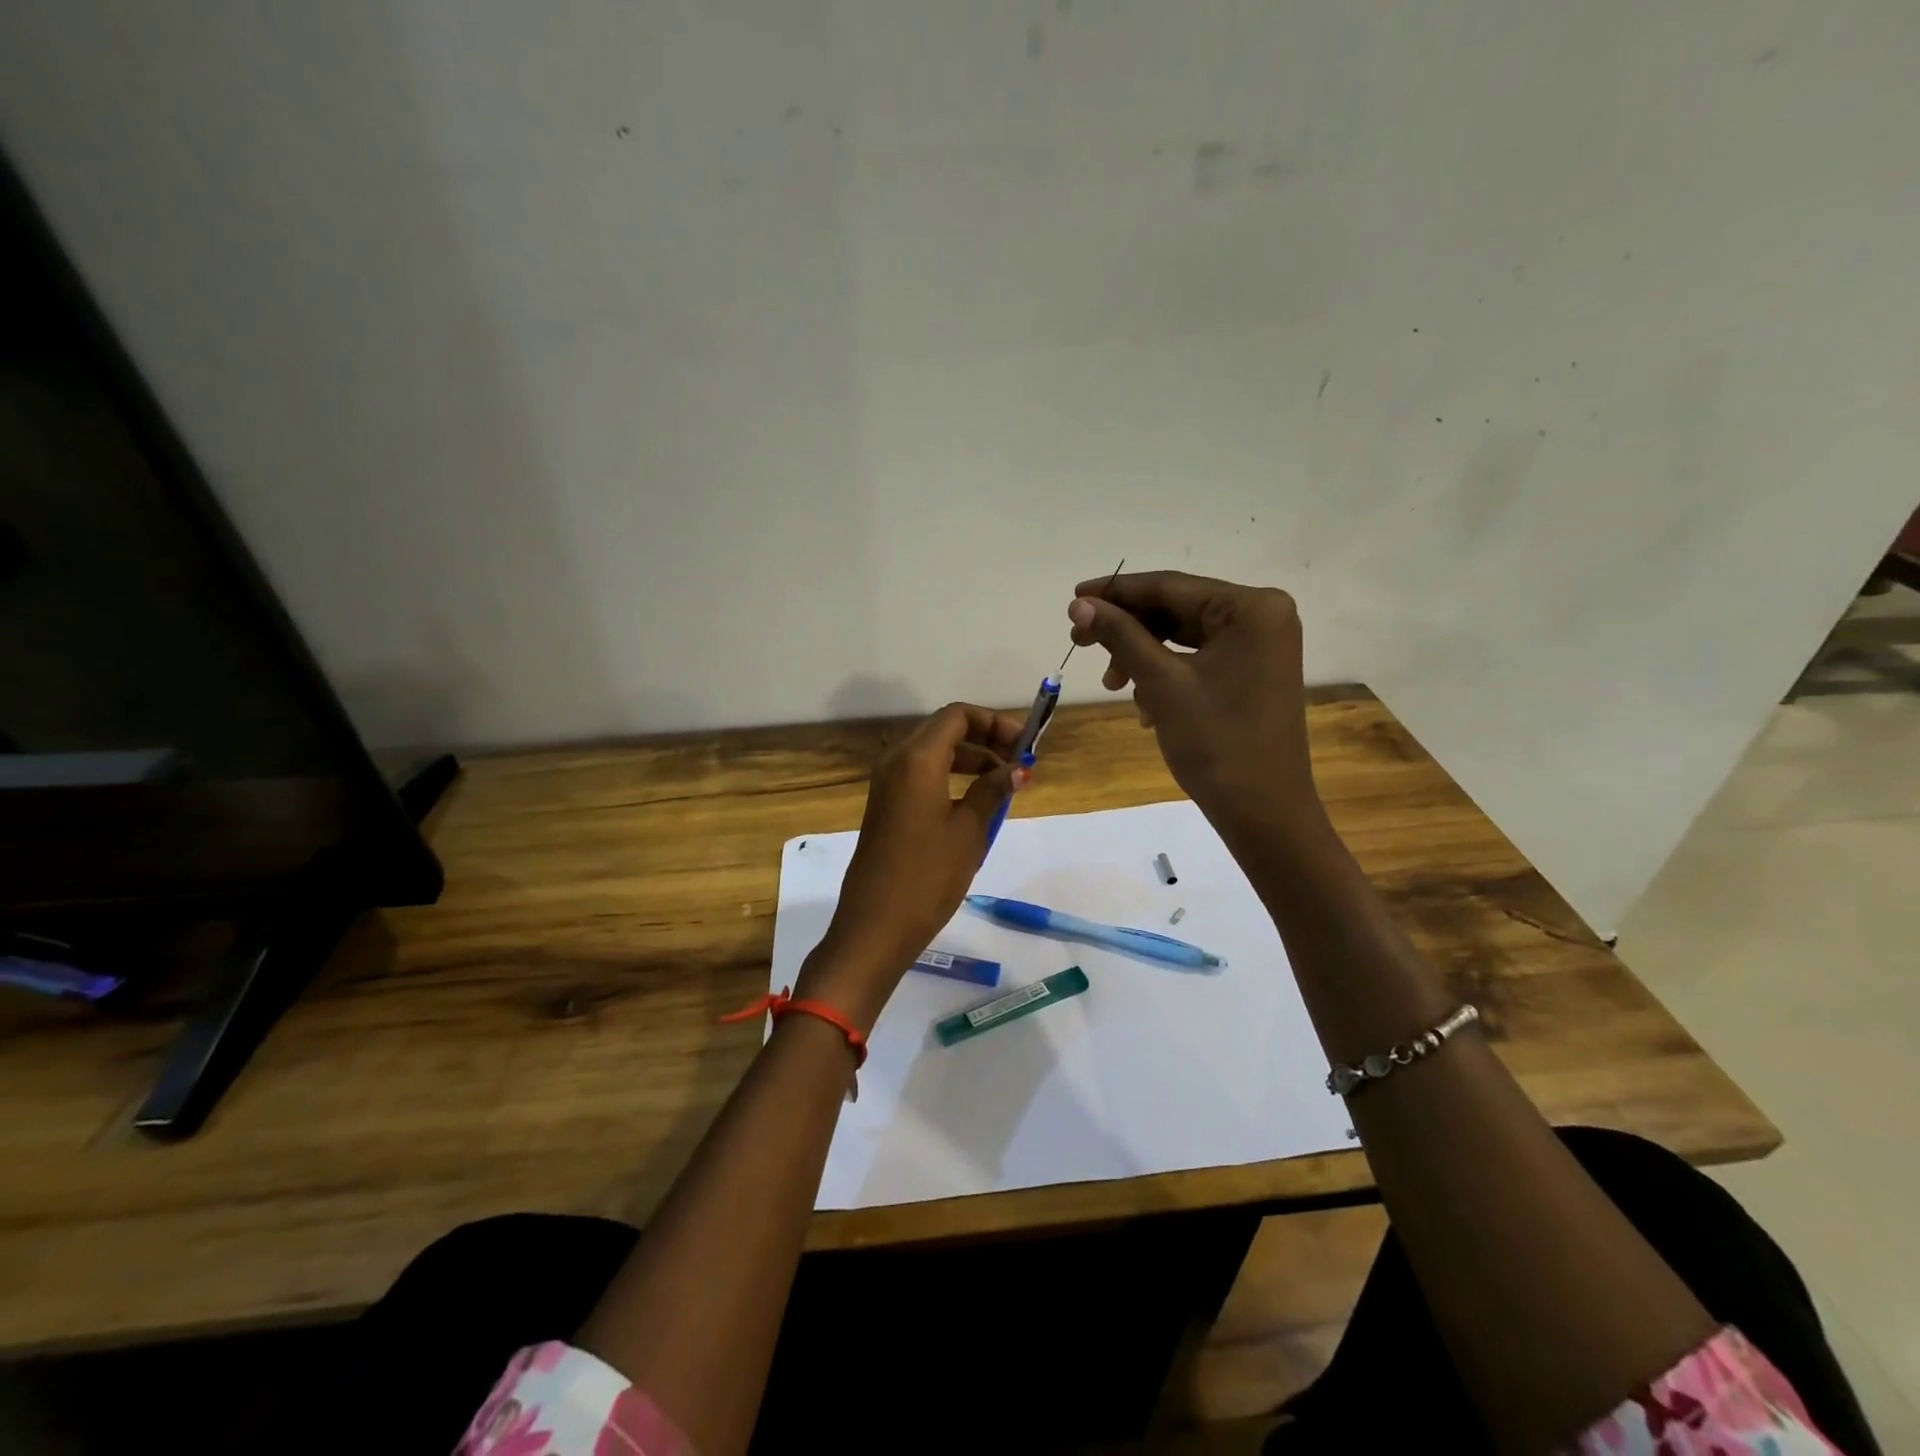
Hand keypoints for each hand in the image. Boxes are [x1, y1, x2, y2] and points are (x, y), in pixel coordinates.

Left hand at [795, 703, 1026, 1031]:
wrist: (875, 925)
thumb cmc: (928, 875)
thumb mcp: (970, 830)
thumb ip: (993, 790)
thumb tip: (1018, 767)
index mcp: (917, 758)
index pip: (958, 716)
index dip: (994, 722)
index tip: (1024, 745)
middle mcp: (896, 761)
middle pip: (944, 730)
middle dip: (984, 738)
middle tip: (1018, 763)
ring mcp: (886, 784)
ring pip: (932, 752)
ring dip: (969, 758)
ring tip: (1002, 785)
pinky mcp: (884, 806)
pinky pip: (920, 775)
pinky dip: (949, 776)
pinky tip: (973, 803)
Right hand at [1066, 570, 1322, 836]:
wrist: (1262, 811)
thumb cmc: (1216, 741)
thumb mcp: (1161, 682)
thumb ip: (1120, 635)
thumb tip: (1080, 603)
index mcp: (1251, 608)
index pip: (1170, 587)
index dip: (1116, 591)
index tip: (1072, 599)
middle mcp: (1262, 617)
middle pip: (1176, 610)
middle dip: (1127, 629)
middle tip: (1079, 642)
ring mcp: (1259, 647)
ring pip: (1183, 637)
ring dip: (1142, 656)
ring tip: (1112, 685)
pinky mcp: (1252, 674)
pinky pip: (1197, 659)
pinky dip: (1165, 674)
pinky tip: (1144, 705)